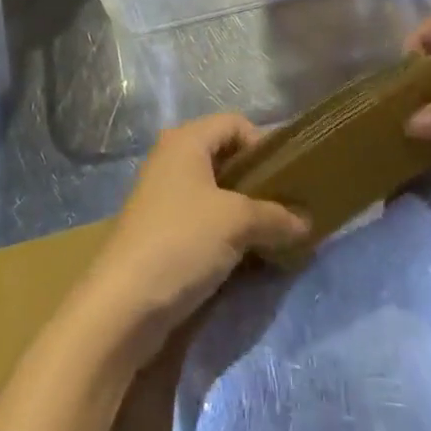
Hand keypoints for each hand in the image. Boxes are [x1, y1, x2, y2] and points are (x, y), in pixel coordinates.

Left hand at [75, 114, 309, 362]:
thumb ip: (276, 216)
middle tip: (289, 205)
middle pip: (226, 157)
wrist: (123, 307)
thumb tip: (307, 222)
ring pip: (217, 192)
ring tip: (276, 233)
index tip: (289, 176)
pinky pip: (205, 220)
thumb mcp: (237, 222)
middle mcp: (172, 160)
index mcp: (186, 141)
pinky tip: (250, 255)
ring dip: (247, 210)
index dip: (264, 144)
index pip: (235, 123)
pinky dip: (229, 232)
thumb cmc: (182, 242)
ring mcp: (164, 198)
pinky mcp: (163, 233)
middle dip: (259, 180)